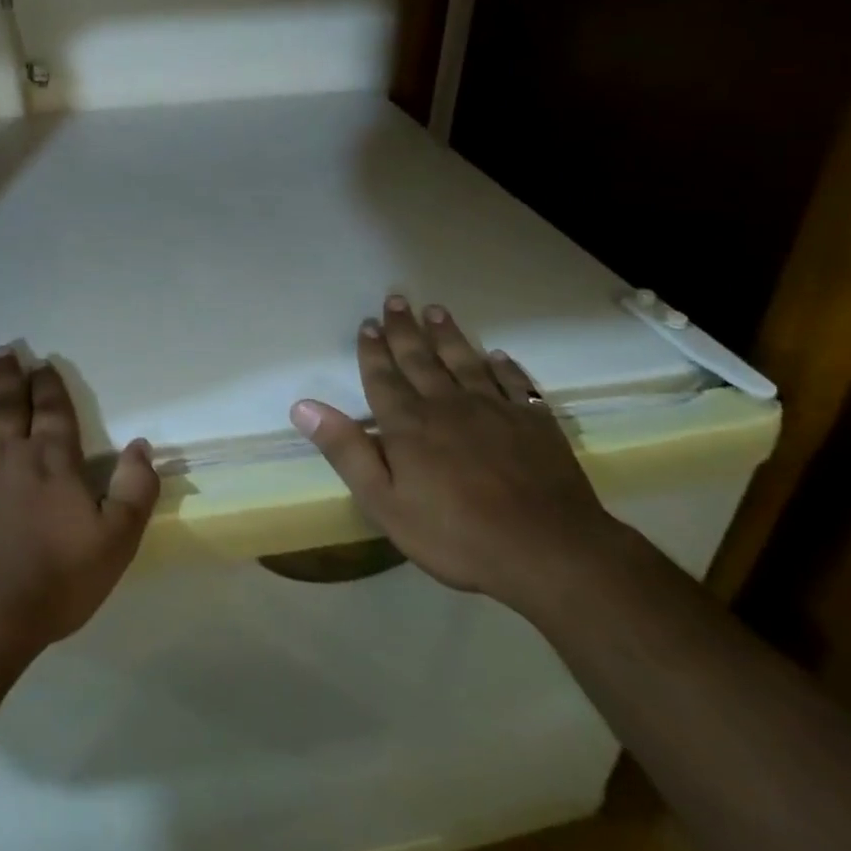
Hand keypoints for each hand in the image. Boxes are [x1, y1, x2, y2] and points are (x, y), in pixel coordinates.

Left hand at [0, 352, 158, 668]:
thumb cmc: (50, 583)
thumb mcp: (115, 543)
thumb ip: (135, 490)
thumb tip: (142, 445)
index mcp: (49, 459)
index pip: (52, 409)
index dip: (48, 384)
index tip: (41, 364)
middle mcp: (3, 449)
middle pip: (4, 401)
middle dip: (4, 374)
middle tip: (1, 351)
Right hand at [290, 296, 616, 607]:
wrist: (547, 550)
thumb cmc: (455, 534)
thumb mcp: (384, 502)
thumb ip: (346, 450)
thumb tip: (303, 405)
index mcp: (408, 424)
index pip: (383, 377)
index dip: (372, 350)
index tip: (367, 323)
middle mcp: (447, 404)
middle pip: (421, 358)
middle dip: (404, 329)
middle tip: (396, 299)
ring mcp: (495, 409)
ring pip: (464, 361)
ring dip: (448, 335)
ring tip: (437, 310)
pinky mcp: (533, 422)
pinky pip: (515, 383)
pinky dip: (505, 366)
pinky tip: (498, 356)